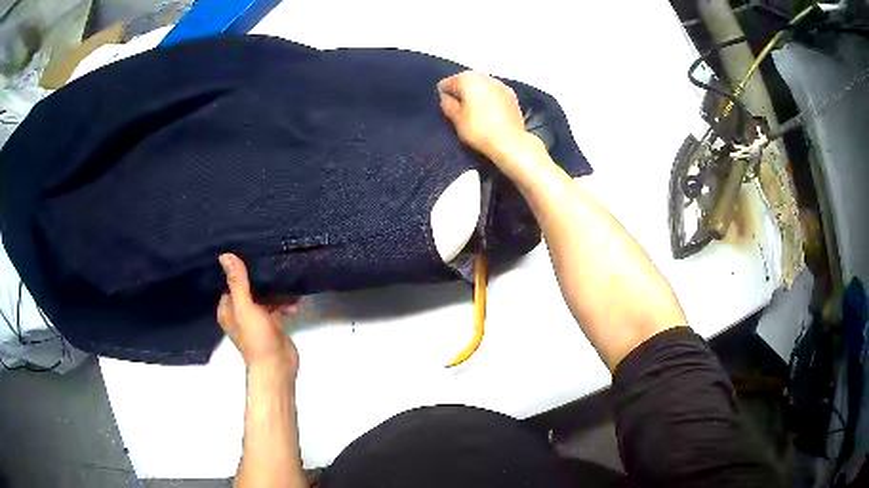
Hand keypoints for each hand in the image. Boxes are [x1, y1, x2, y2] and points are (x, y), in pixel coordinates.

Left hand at [217, 253, 298, 374]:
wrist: (277, 367)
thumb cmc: (256, 338)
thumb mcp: (245, 307)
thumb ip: (237, 282)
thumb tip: (225, 255)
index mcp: (228, 309)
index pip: (231, 283)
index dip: (240, 270)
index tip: (252, 254)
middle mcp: (240, 313)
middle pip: (249, 289)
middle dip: (261, 279)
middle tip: (273, 263)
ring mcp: (257, 319)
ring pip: (265, 297)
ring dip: (276, 292)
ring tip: (289, 283)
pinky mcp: (272, 325)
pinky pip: (277, 307)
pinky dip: (285, 303)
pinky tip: (296, 302)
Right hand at [438, 71, 537, 163]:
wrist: (510, 142)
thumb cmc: (478, 129)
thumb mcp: (456, 119)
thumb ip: (447, 104)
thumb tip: (446, 96)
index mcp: (467, 78)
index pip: (447, 83)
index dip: (444, 96)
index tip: (448, 110)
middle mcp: (484, 76)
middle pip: (466, 81)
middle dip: (462, 93)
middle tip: (461, 112)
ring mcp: (501, 84)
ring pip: (481, 86)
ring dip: (476, 95)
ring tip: (476, 113)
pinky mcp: (512, 95)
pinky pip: (494, 93)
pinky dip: (489, 99)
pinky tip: (490, 114)